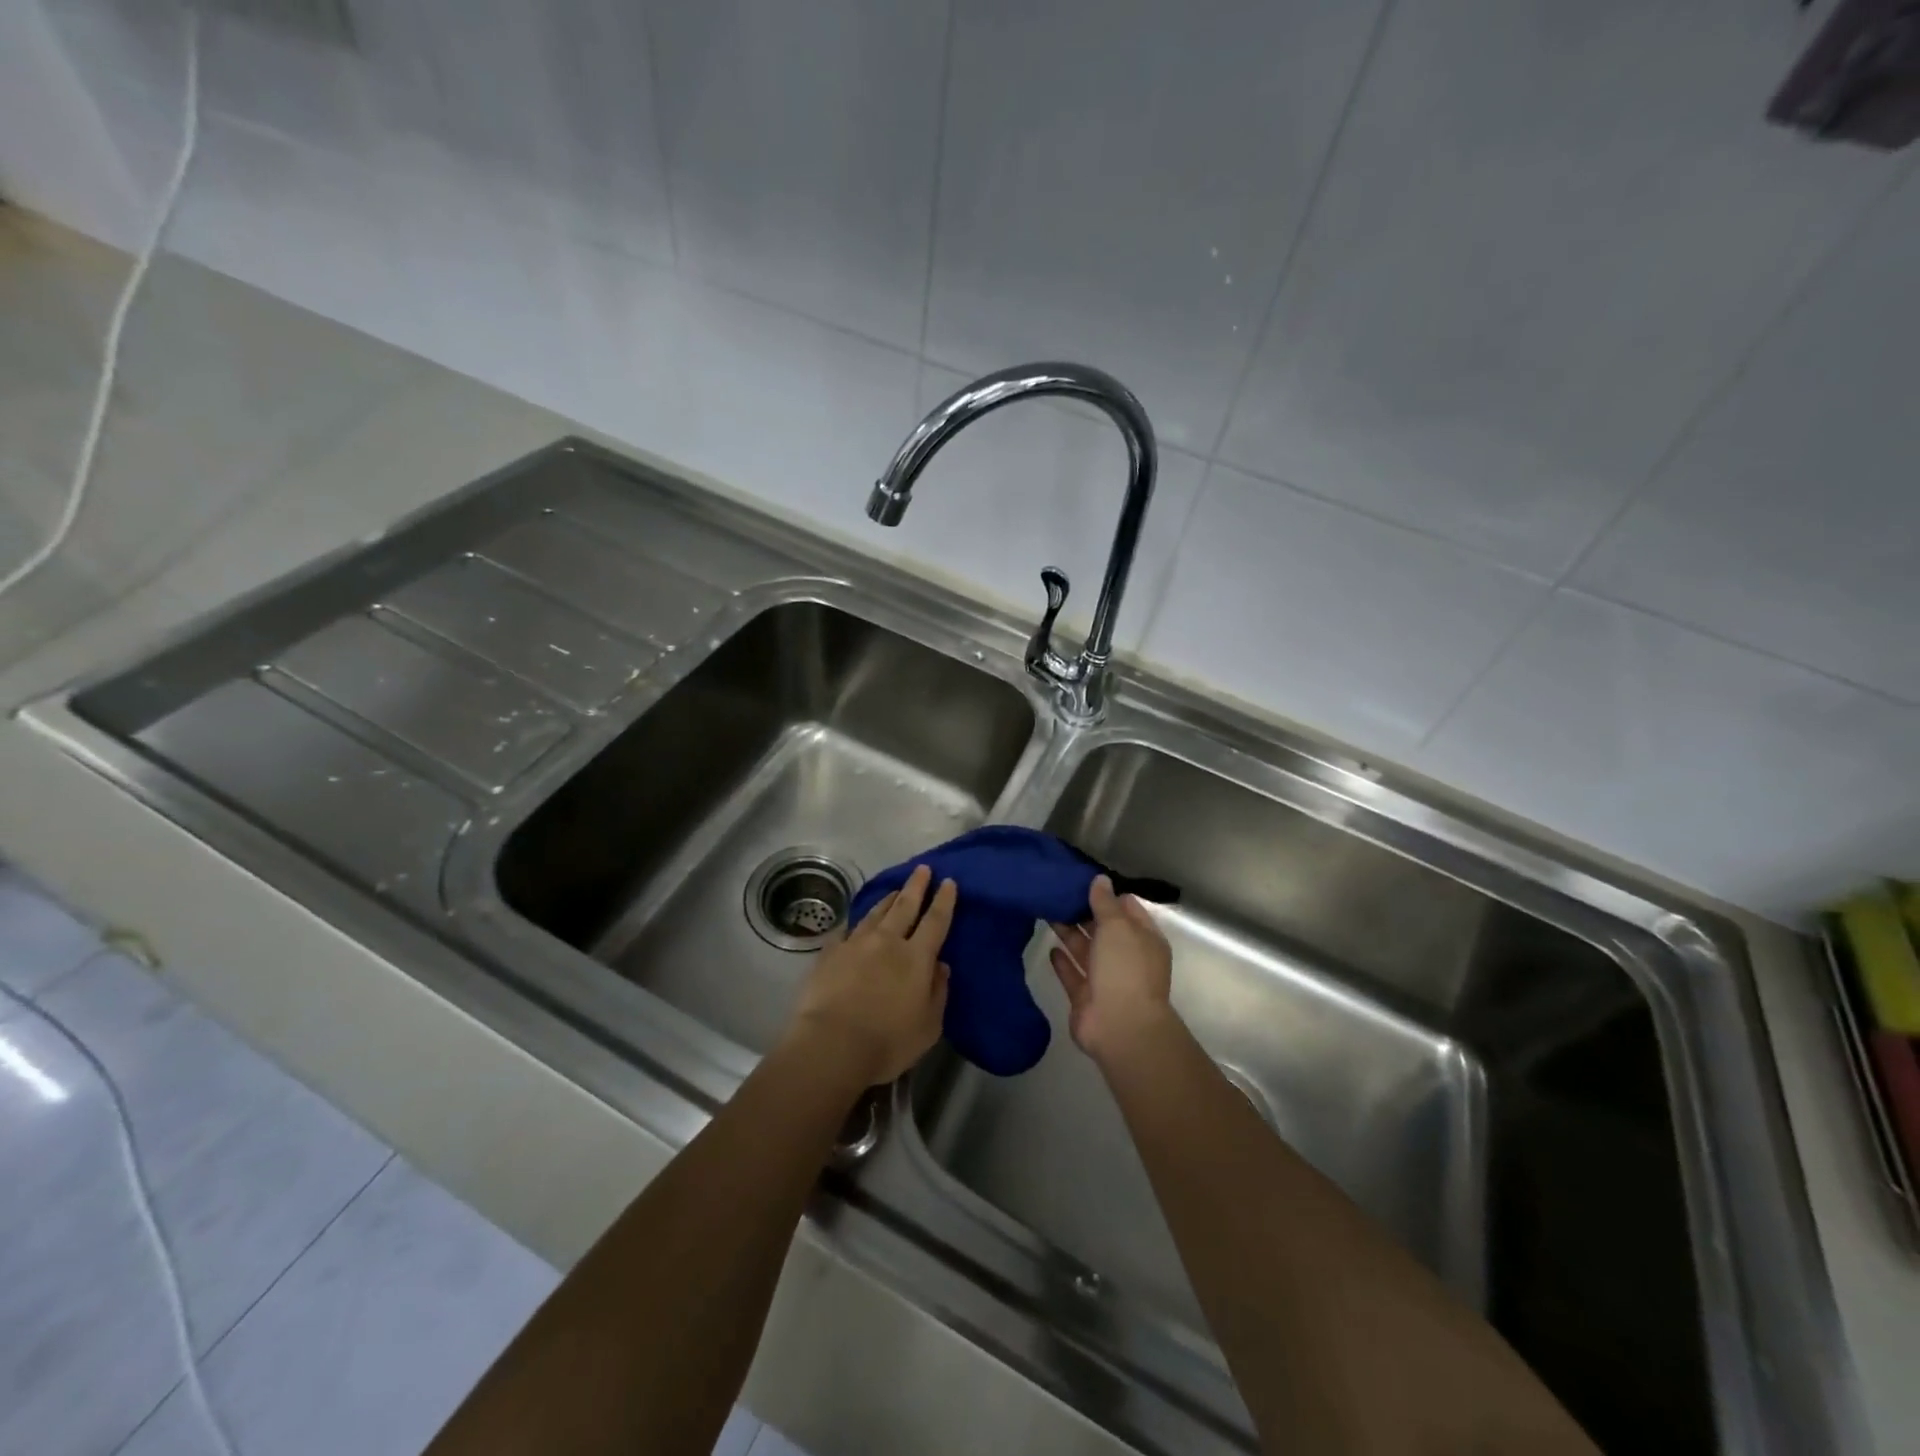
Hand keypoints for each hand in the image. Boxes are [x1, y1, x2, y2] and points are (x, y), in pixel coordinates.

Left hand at [788, 864, 953, 1087]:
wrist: (831, 1045)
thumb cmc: (887, 1042)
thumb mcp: (928, 1026)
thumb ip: (938, 993)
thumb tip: (941, 966)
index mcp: (916, 958)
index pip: (936, 921)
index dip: (943, 900)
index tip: (948, 882)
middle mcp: (888, 942)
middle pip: (905, 906)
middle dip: (916, 886)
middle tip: (922, 868)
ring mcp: (856, 944)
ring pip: (875, 913)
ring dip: (887, 900)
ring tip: (894, 891)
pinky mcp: (829, 953)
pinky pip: (845, 931)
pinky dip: (854, 925)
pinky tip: (853, 925)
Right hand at [1049, 874, 1174, 1066]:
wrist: (1119, 1026)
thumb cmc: (1125, 968)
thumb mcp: (1117, 926)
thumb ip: (1105, 903)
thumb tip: (1100, 879)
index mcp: (1144, 939)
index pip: (1127, 909)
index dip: (1107, 894)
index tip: (1082, 880)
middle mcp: (1126, 957)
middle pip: (1104, 929)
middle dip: (1084, 912)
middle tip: (1057, 892)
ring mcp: (1106, 979)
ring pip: (1086, 950)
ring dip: (1069, 933)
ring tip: (1048, 912)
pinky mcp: (1085, 998)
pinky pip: (1073, 974)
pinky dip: (1063, 962)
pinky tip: (1050, 948)